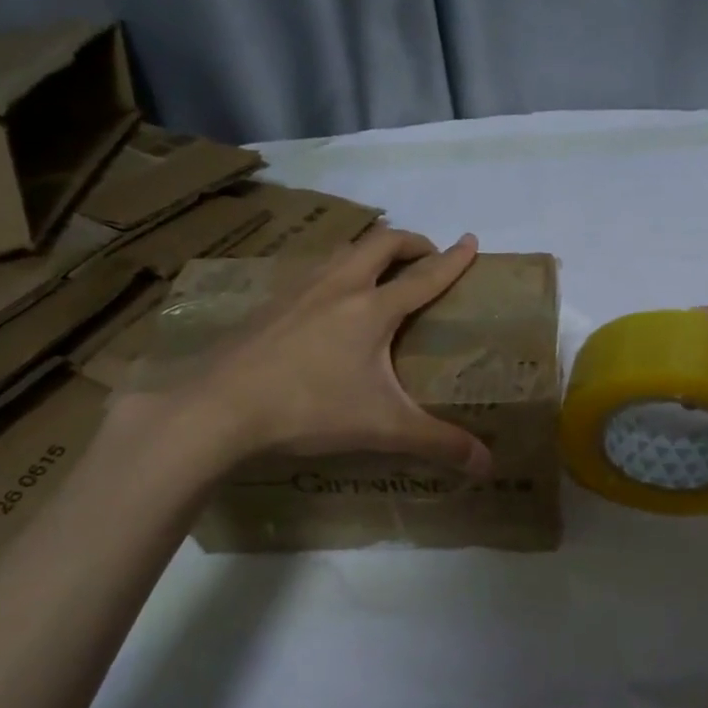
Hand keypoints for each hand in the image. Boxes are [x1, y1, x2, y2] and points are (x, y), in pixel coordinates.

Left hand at [106, 227, 494, 485]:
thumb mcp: (382, 428)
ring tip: (381, 272)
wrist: (219, 408)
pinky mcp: (271, 304)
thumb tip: (488, 466)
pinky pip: (314, 270)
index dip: (452, 259)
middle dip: (412, 243)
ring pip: (343, 250)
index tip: (470, 241)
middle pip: (382, 243)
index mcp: (372, 308)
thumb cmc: (310, 409)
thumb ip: (438, 443)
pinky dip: (337, 271)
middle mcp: (339, 286)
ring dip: (371, 251)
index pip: (424, 275)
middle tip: (427, 258)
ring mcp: (299, 291)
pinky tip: (328, 302)